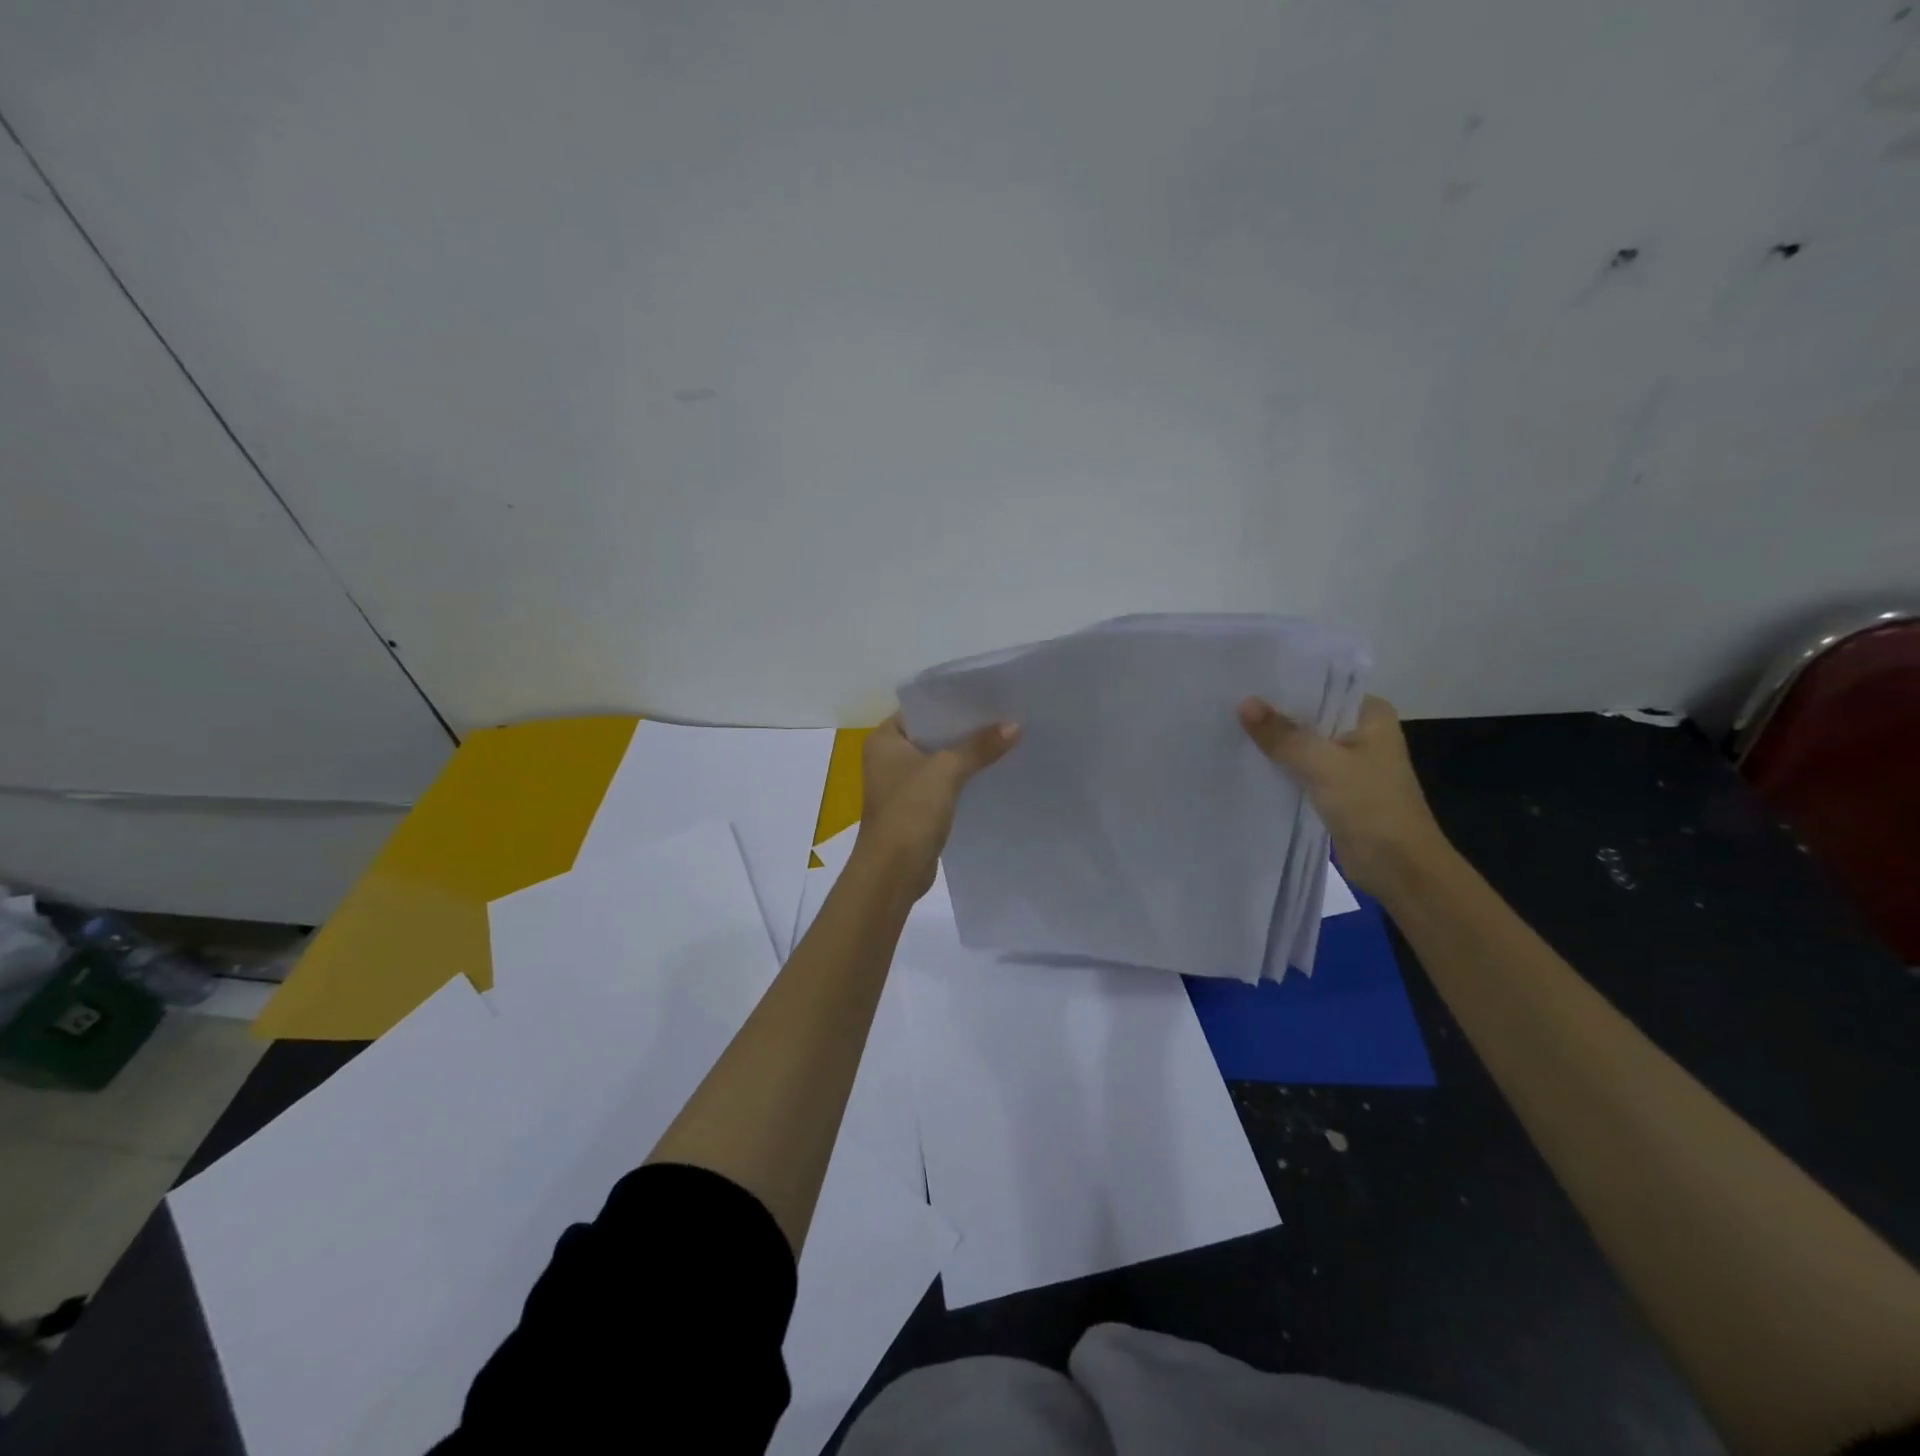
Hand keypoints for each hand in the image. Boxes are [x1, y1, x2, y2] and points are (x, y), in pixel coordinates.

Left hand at [855, 713, 1019, 896]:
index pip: (921, 708)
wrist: (893, 871)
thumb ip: (979, 746)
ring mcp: (902, 783)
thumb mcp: (946, 771)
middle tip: (1004, 714)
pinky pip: (944, 782)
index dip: (953, 702)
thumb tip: (1015, 724)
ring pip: (941, 759)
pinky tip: (993, 770)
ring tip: (1006, 737)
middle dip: (966, 728)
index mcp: (885, 739)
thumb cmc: (909, 811)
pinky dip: (964, 777)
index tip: (987, 694)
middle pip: (933, 733)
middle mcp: (889, 757)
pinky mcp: (916, 806)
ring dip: (967, 754)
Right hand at [1237, 693, 1451, 899]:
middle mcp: (1361, 732)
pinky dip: (1278, 767)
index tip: (1243, 682)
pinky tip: (1246, 761)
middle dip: (1272, 715)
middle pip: (1308, 716)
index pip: (1321, 687)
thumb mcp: (1323, 764)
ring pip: (1301, 744)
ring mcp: (1347, 762)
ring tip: (1227, 728)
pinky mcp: (1334, 789)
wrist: (1399, 868)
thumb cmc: (1371, 806)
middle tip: (1226, 705)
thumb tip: (1243, 703)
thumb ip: (1282, 735)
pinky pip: (1300, 769)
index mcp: (1371, 714)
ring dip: (1273, 743)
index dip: (1282, 686)